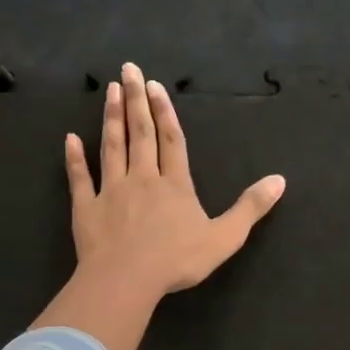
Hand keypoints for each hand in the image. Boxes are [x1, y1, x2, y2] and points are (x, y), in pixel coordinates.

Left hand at [35, 62, 284, 349]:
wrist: (127, 279)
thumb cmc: (177, 260)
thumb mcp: (225, 237)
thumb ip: (250, 208)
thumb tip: (280, 180)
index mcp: (175, 185)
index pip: (171, 141)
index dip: (164, 112)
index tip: (154, 85)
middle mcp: (142, 179)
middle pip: (139, 134)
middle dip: (135, 100)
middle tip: (127, 70)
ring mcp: (111, 192)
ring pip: (111, 147)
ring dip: (111, 119)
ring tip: (108, 91)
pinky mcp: (86, 209)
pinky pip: (80, 178)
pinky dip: (74, 158)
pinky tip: (70, 139)